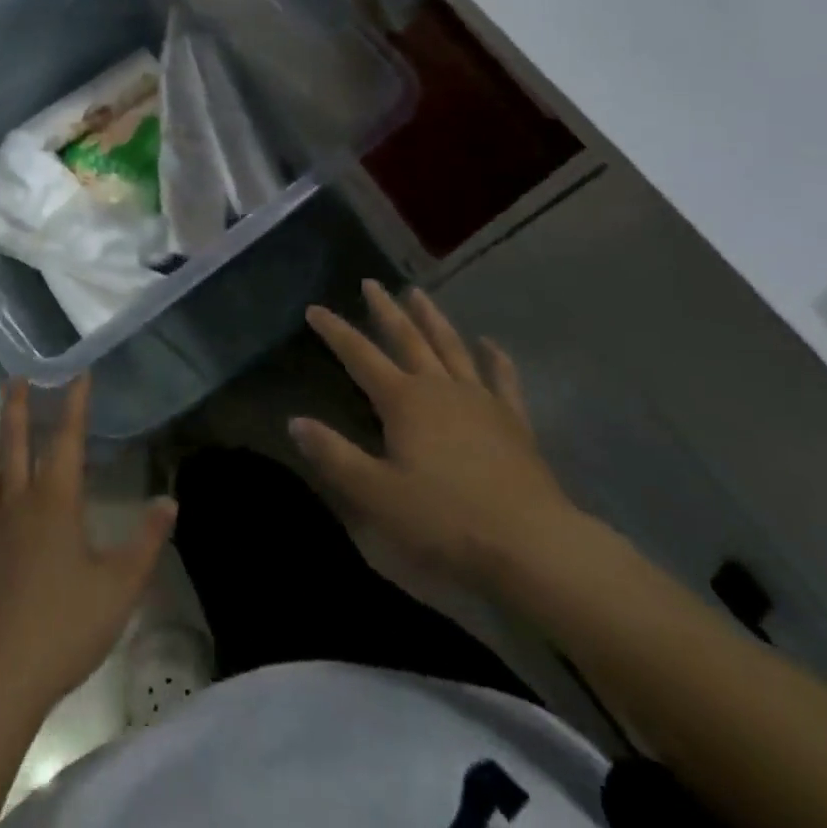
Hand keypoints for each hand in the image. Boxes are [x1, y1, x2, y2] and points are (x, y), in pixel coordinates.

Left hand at [0, 372, 175, 714]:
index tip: (78, 374)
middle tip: (15, 376)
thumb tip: (170, 501)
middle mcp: (16, 501)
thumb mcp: (120, 587)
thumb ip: (146, 541)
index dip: (75, 404)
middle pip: (14, 442)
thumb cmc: (63, 628)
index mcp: (55, 502)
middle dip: (17, 406)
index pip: (67, 440)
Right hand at [292, 280, 579, 593]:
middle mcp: (439, 388)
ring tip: (418, 294)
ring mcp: (480, 400)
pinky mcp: (513, 421)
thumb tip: (294, 422)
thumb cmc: (445, 520)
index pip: (359, 356)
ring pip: (451, 347)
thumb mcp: (376, 494)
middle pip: (407, 338)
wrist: (532, 544)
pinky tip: (490, 343)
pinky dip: (495, 358)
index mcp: (403, 401)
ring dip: (432, 319)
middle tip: (371, 282)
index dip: (335, 331)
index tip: (314, 308)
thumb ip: (334, 455)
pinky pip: (502, 379)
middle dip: (385, 310)